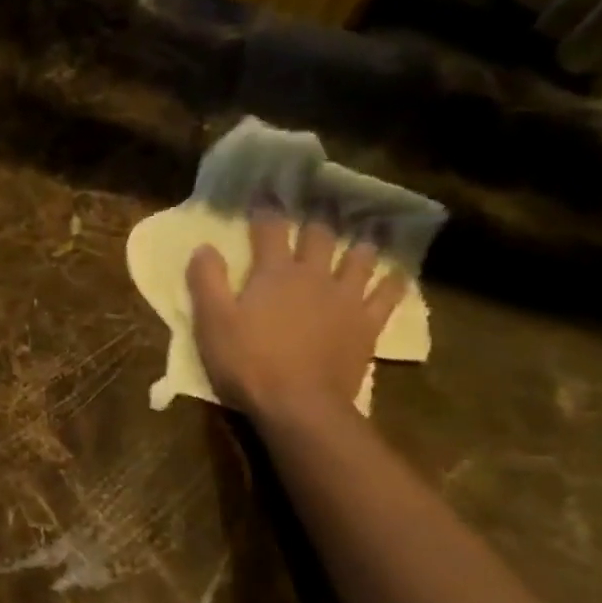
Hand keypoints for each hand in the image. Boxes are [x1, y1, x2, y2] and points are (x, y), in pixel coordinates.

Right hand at [186, 212, 405, 424]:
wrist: (299, 404)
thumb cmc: (248, 363)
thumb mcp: (212, 323)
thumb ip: (207, 282)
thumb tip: (203, 248)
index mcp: (274, 273)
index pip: (269, 230)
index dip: (266, 211)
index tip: (264, 198)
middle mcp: (314, 275)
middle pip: (319, 237)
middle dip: (315, 222)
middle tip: (315, 211)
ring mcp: (346, 299)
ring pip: (359, 259)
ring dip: (359, 244)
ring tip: (362, 234)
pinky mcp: (367, 325)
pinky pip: (388, 296)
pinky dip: (394, 282)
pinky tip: (398, 275)